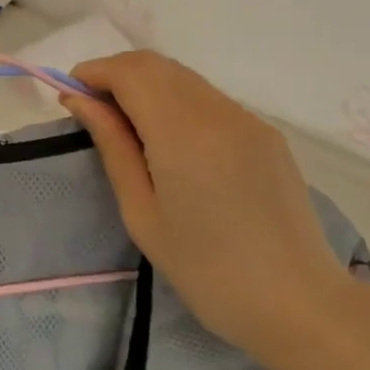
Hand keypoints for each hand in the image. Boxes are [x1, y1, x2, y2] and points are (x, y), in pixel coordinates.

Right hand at [60, 51, 350, 359]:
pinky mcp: (266, 133)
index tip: (70, 95)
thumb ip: (112, 146)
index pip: (130, 72)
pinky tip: (168, 140)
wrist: (299, 305)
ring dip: (146, 85)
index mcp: (183, 134)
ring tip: (125, 126)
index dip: (94, 72)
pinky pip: (209, 98)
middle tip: (92, 110)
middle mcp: (218, 112)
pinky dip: (176, 100)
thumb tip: (80, 101)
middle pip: (156, 65)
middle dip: (116, 74)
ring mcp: (248, 119)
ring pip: (184, 77)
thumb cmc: (206, 271)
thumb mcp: (142, 213)